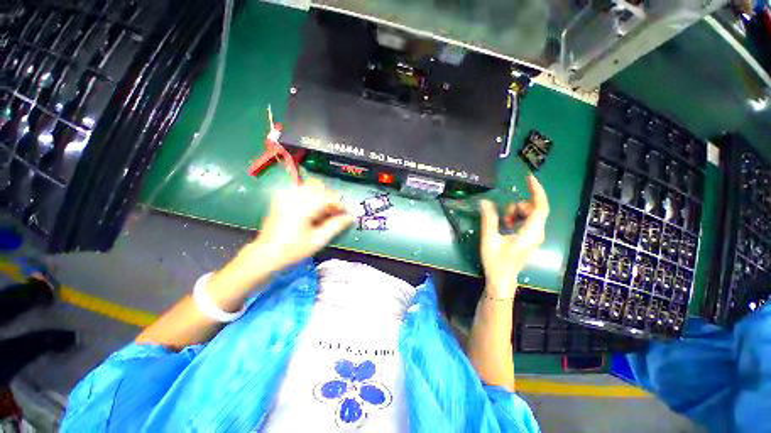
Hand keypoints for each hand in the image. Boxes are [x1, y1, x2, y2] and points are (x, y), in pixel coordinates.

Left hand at [254, 178, 353, 269]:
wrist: (265, 254)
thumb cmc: (293, 249)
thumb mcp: (318, 240)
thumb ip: (336, 226)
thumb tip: (350, 217)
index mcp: (304, 206)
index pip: (329, 197)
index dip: (341, 204)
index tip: (347, 213)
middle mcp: (294, 196)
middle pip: (318, 186)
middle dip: (329, 197)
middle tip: (334, 212)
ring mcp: (285, 196)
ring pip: (309, 186)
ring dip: (320, 196)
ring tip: (323, 212)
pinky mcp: (280, 199)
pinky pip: (300, 191)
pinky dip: (310, 197)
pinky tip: (311, 211)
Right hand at [479, 174, 548, 298]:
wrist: (502, 280)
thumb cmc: (497, 262)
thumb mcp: (490, 239)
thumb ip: (489, 219)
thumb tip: (485, 201)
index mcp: (530, 232)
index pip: (540, 207)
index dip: (536, 190)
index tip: (528, 178)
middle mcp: (537, 233)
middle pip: (534, 209)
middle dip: (518, 206)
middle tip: (503, 215)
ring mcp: (535, 236)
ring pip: (530, 214)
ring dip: (516, 213)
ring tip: (503, 222)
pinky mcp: (530, 238)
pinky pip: (527, 221)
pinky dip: (516, 218)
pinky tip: (506, 225)